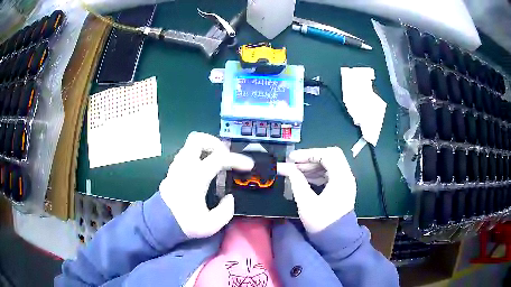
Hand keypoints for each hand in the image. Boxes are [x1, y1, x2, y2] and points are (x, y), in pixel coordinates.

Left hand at [159, 132, 253, 238]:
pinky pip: (187, 153)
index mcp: (195, 177)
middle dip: (215, 143)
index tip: (249, 165)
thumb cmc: (184, 223)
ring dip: (206, 149)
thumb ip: (225, 211)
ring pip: (191, 144)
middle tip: (225, 156)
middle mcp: (185, 166)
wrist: (159, 223)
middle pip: (198, 139)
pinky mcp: (173, 170)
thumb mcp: (210, 224)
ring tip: (217, 162)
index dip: (237, 159)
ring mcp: (177, 166)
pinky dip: (198, 155)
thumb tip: (229, 198)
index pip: (219, 158)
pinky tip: (204, 169)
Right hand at [277, 147, 356, 232]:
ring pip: (329, 165)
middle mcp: (346, 176)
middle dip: (310, 158)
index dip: (309, 153)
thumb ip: (296, 181)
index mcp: (341, 178)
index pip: (328, 154)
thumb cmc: (321, 222)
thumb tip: (286, 167)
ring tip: (295, 171)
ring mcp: (345, 182)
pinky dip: (317, 173)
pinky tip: (304, 178)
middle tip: (293, 164)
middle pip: (330, 157)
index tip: (292, 158)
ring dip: (312, 166)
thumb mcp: (306, 202)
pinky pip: (330, 174)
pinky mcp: (341, 188)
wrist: (335, 239)